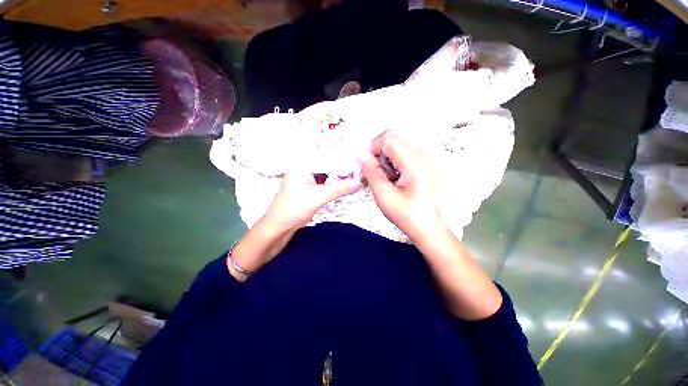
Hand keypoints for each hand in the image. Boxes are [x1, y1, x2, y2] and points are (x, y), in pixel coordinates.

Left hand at [263, 171, 362, 231]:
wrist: (278, 229)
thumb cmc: (294, 209)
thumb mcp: (319, 197)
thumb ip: (339, 188)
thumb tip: (359, 182)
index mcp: (301, 165)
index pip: (326, 158)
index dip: (343, 161)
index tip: (359, 163)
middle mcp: (303, 170)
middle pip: (327, 167)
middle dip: (342, 171)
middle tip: (360, 171)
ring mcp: (305, 181)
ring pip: (326, 177)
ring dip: (339, 180)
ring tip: (356, 178)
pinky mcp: (308, 191)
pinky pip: (324, 185)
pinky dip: (334, 187)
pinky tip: (345, 187)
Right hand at [359, 131, 442, 240]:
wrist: (429, 229)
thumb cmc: (407, 215)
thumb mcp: (384, 195)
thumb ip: (371, 172)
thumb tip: (360, 154)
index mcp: (414, 160)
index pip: (388, 138)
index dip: (371, 147)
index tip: (364, 164)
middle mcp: (423, 154)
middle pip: (393, 141)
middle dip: (378, 155)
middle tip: (376, 175)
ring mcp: (426, 159)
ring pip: (397, 148)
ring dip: (386, 161)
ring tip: (387, 180)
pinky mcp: (425, 165)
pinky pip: (404, 155)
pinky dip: (394, 164)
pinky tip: (395, 180)